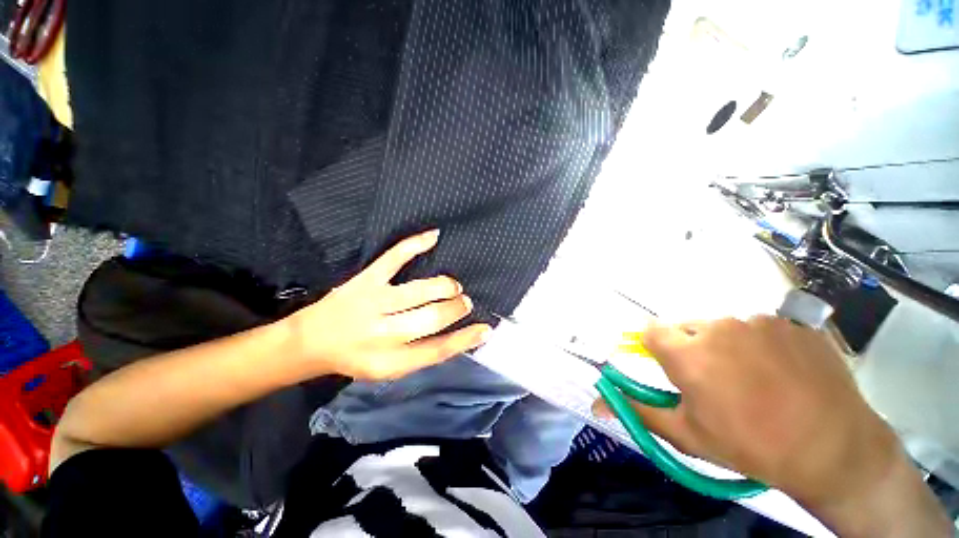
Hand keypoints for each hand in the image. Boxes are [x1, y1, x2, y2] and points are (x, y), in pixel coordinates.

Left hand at [288, 230, 490, 380]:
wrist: (313, 341)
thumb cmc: (353, 358)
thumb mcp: (385, 371)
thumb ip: (416, 358)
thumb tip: (452, 340)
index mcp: (392, 362)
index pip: (438, 350)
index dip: (465, 339)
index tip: (484, 329)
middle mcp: (385, 333)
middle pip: (433, 318)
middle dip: (456, 309)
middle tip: (464, 303)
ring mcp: (375, 302)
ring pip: (422, 290)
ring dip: (445, 286)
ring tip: (454, 287)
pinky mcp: (365, 280)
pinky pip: (394, 258)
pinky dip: (415, 244)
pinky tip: (434, 236)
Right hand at [596, 317, 897, 505]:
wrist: (820, 436)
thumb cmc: (747, 444)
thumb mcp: (691, 438)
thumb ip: (644, 413)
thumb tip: (600, 399)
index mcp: (693, 354)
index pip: (654, 333)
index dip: (652, 348)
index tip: (662, 367)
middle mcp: (725, 325)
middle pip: (697, 329)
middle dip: (696, 353)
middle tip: (713, 389)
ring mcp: (764, 319)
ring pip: (734, 330)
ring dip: (734, 352)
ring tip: (755, 387)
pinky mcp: (793, 322)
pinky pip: (767, 331)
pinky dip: (765, 349)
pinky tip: (783, 378)